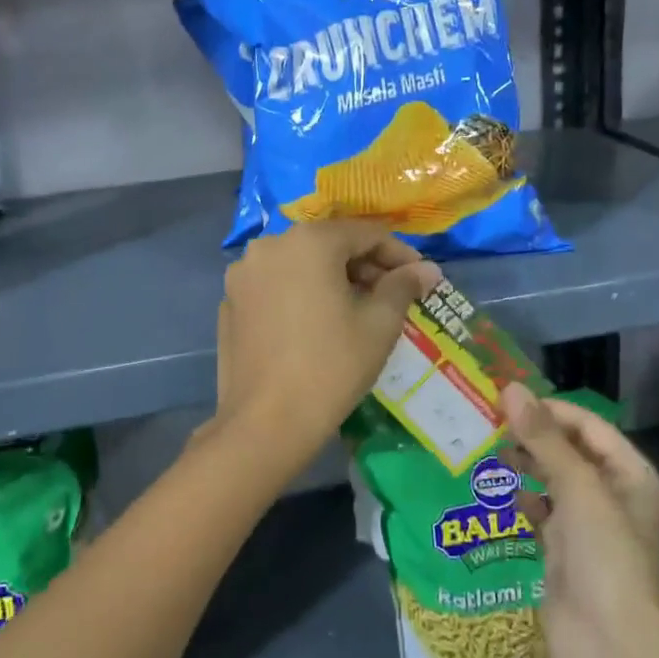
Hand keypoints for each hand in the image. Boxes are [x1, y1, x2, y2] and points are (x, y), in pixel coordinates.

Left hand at [211, 221, 438, 477]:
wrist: (266, 423)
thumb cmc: (332, 367)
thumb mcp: (379, 324)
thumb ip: (403, 286)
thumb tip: (428, 269)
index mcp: (308, 241)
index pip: (365, 234)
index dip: (398, 254)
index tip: (420, 278)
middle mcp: (269, 245)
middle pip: (329, 245)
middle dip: (364, 266)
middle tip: (393, 296)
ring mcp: (243, 274)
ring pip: (299, 264)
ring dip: (332, 279)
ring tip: (357, 310)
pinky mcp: (229, 302)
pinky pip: (275, 286)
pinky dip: (300, 294)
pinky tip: (316, 325)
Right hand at [497, 385, 658, 657]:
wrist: (611, 646)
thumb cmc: (605, 556)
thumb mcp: (577, 488)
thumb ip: (543, 438)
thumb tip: (511, 387)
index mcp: (628, 473)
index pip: (586, 425)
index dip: (548, 409)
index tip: (505, 400)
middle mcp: (609, 492)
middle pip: (567, 449)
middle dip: (531, 435)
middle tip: (487, 422)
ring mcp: (585, 523)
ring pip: (550, 478)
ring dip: (522, 463)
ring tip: (487, 450)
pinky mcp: (561, 549)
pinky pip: (538, 511)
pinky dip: (519, 498)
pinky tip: (495, 490)